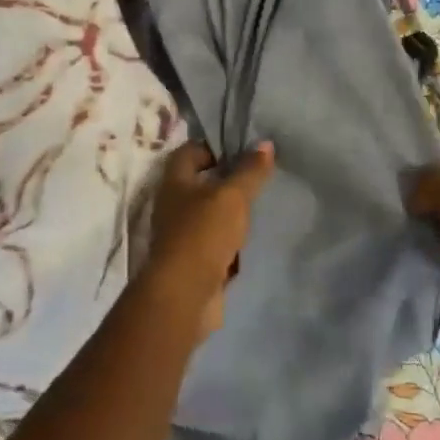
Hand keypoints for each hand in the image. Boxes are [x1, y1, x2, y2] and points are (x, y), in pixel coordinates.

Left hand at [143, 140, 275, 336]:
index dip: (215, 146)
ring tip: (263, 205)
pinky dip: (233, 241)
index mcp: (175, 182)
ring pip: (211, 215)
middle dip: (229, 180)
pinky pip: (217, 243)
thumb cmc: (203, 234)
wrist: (185, 296)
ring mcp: (183, 236)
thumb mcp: (232, 196)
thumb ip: (250, 171)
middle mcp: (174, 205)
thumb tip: (265, 143)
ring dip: (232, 212)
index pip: (190, 151)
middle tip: (260, 176)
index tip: (245, 149)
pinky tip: (255, 238)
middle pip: (202, 183)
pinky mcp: (195, 262)